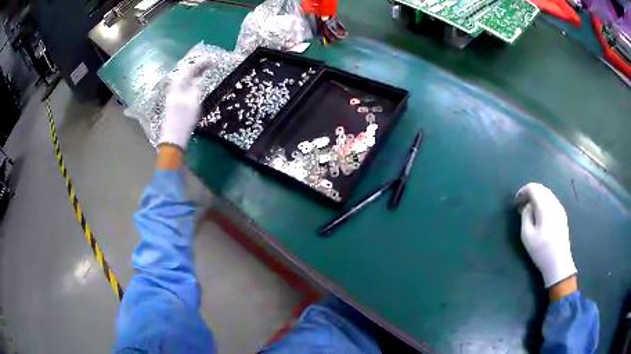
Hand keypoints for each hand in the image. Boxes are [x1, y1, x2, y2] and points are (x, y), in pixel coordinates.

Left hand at [159, 58, 212, 148]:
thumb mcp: (194, 101)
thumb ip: (196, 87)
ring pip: (183, 78)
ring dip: (193, 73)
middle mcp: (174, 87)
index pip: (190, 69)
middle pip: (184, 72)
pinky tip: (194, 82)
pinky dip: (190, 80)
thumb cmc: (184, 119)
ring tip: (203, 70)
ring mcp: (172, 94)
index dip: (201, 63)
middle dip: (196, 66)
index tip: (212, 60)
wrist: (173, 136)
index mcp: (178, 85)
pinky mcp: (174, 101)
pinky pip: (183, 84)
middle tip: (208, 63)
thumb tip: (198, 78)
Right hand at [516, 182, 576, 287]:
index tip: (516, 202)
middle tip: (521, 205)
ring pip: (547, 194)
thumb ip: (525, 216)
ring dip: (537, 197)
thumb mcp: (527, 236)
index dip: (523, 191)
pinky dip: (543, 202)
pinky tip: (539, 214)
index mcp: (545, 206)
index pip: (533, 188)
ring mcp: (560, 208)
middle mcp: (554, 203)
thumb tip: (527, 205)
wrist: (558, 263)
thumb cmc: (541, 251)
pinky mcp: (562, 214)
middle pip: (541, 189)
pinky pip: (551, 200)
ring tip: (529, 210)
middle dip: (530, 193)